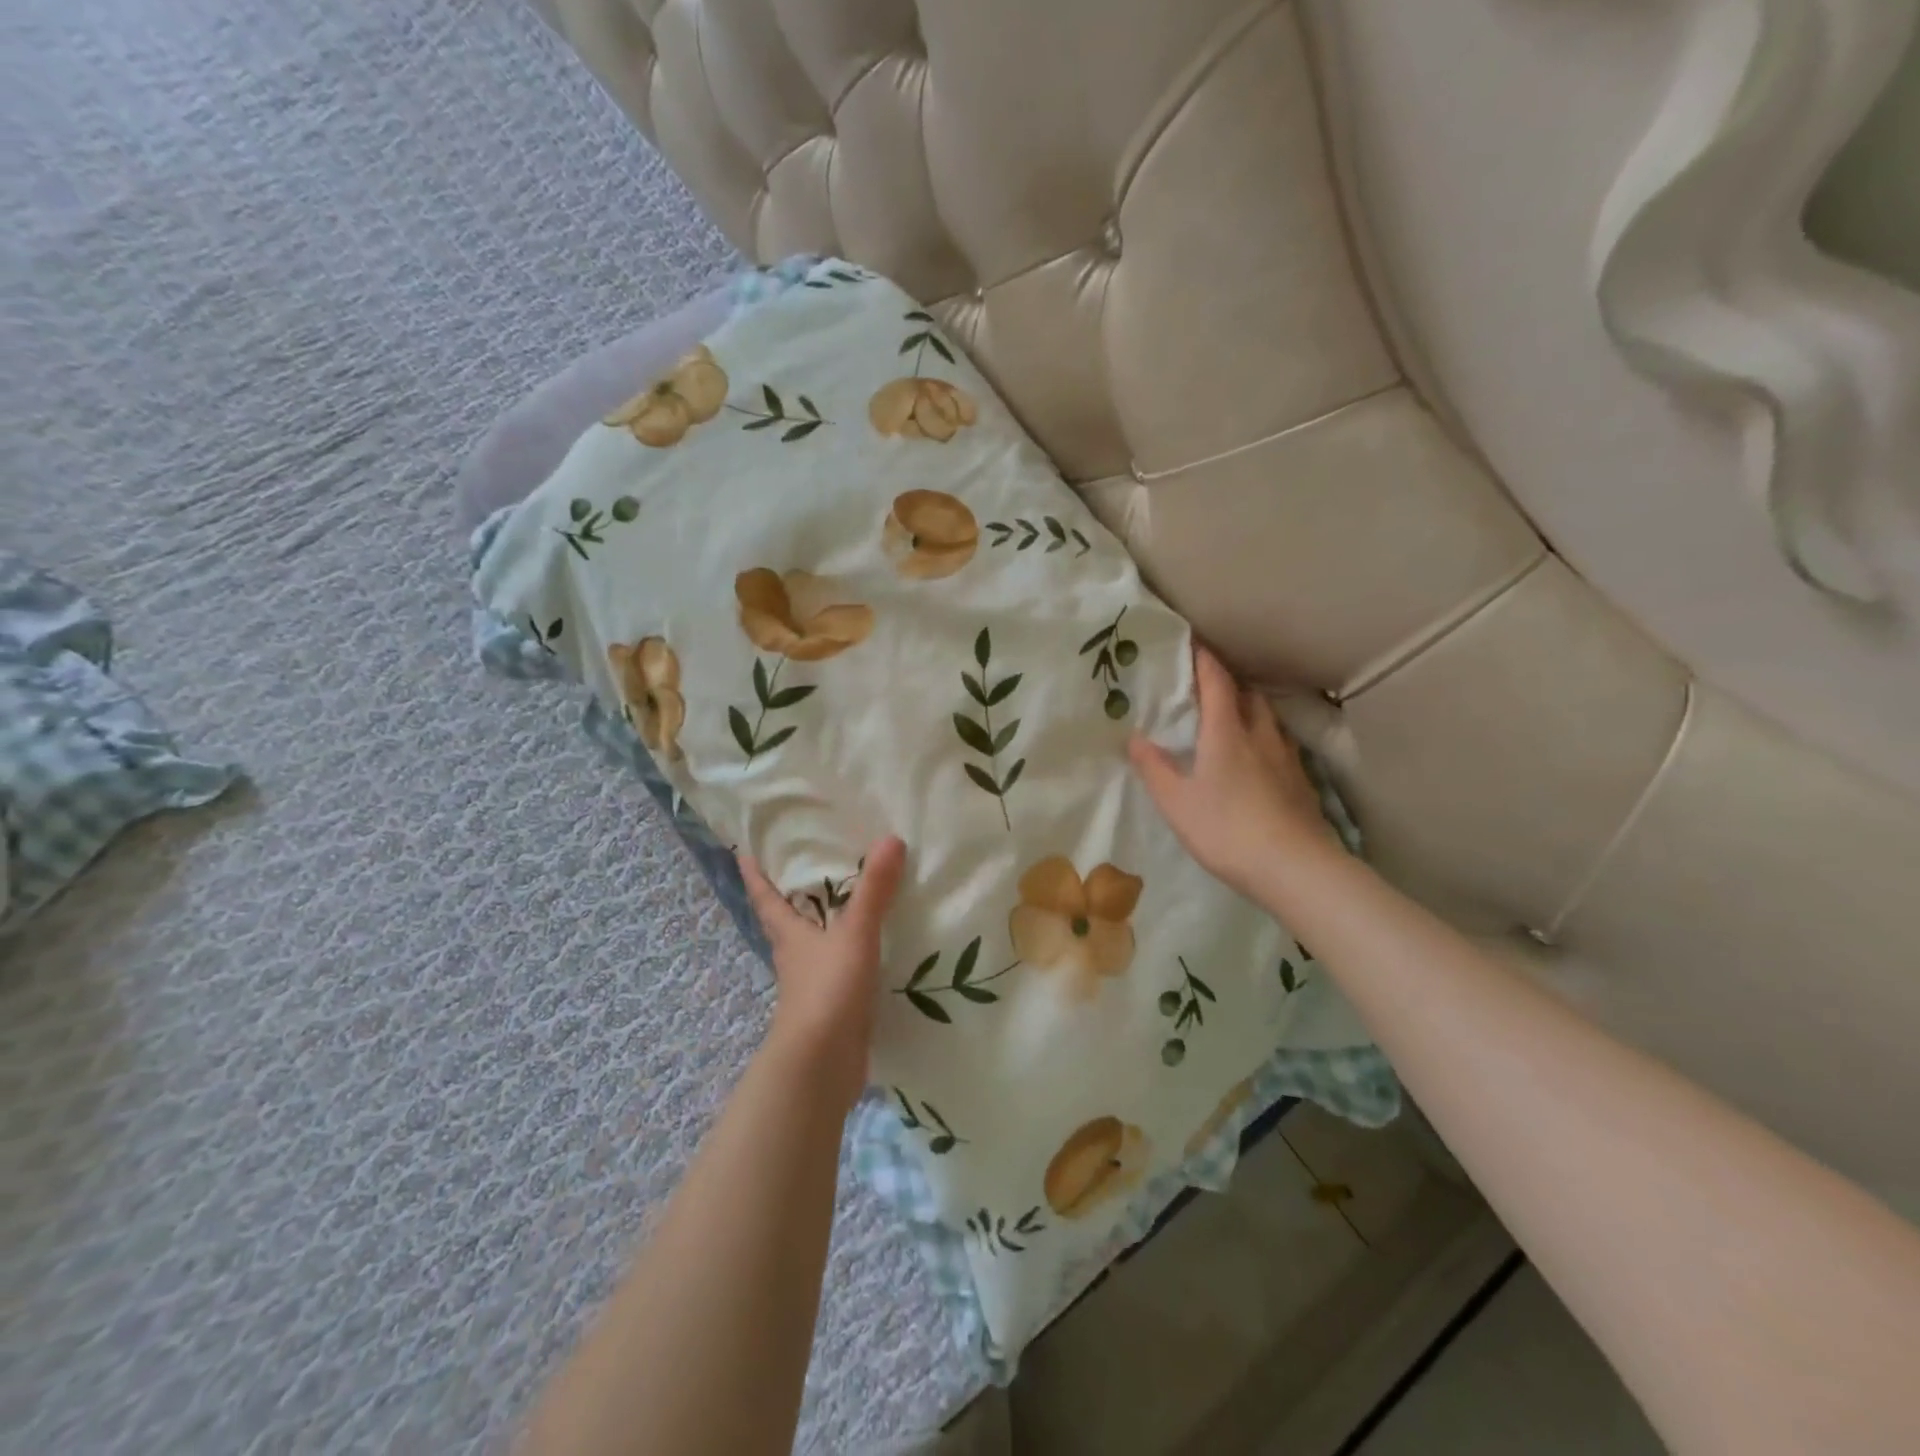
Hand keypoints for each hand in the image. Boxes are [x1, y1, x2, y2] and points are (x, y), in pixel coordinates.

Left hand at [738, 835, 906, 1111]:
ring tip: (849, 901)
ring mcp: (812, 985)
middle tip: (805, 865)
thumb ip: (873, 890)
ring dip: (824, 926)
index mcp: (789, 935)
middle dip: (791, 896)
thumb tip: (891, 839)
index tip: (744, 852)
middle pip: (786, 921)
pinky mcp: (832, 1007)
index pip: (765, 898)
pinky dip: (851, 955)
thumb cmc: (827, 990)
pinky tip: (872, 949)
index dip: (755, 875)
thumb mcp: (854, 933)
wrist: (822, 1065)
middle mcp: (795, 957)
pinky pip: (840, 970)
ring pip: (813, 946)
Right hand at [1129, 645, 1334, 896]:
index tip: (1192, 643)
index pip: (1217, 682)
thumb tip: (1135, 737)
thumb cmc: (1226, 829)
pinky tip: (1258, 761)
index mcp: (1227, 732)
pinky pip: (1281, 745)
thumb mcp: (1176, 802)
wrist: (1295, 867)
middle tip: (1208, 687)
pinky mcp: (1302, 782)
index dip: (1204, 659)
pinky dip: (1265, 740)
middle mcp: (1260, 735)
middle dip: (1229, 684)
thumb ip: (1154, 768)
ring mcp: (1287, 758)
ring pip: (1269, 719)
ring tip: (1232, 720)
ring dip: (1250, 710)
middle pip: (1249, 695)